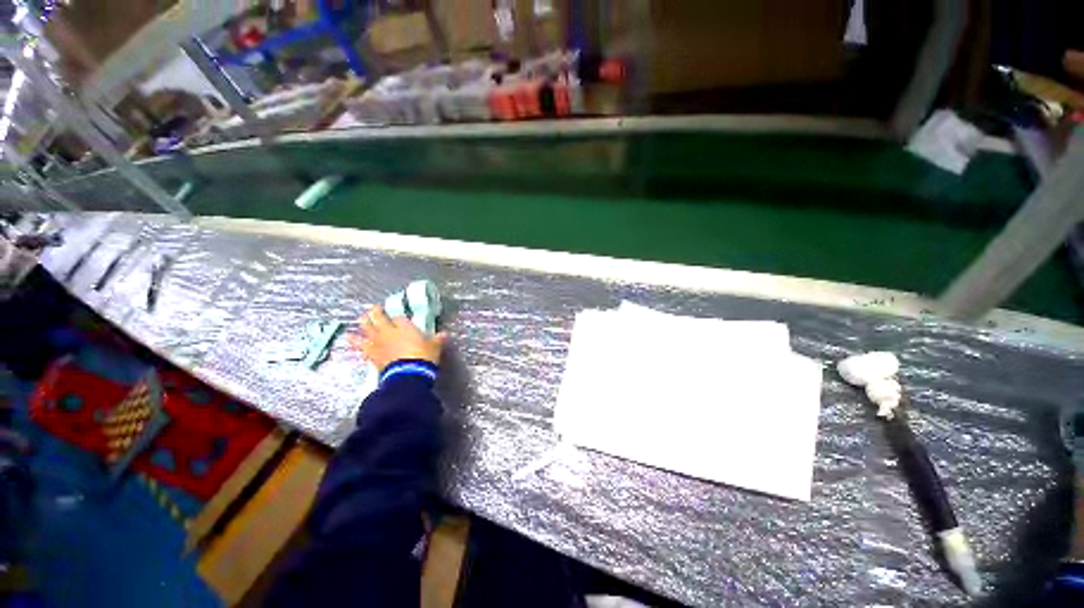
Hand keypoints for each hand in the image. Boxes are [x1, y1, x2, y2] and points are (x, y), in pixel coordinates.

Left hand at [349, 305, 446, 372]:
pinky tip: (349, 337)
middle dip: (376, 312)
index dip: (398, 314)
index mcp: (405, 326)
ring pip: (366, 327)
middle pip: (379, 317)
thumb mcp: (435, 347)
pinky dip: (355, 341)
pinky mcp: (371, 353)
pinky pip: (360, 345)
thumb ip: (437, 339)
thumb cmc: (423, 357)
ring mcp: (378, 342)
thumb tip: (444, 334)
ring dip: (364, 322)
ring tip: (361, 318)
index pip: (399, 316)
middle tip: (375, 309)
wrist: (408, 373)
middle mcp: (389, 331)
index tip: (397, 314)